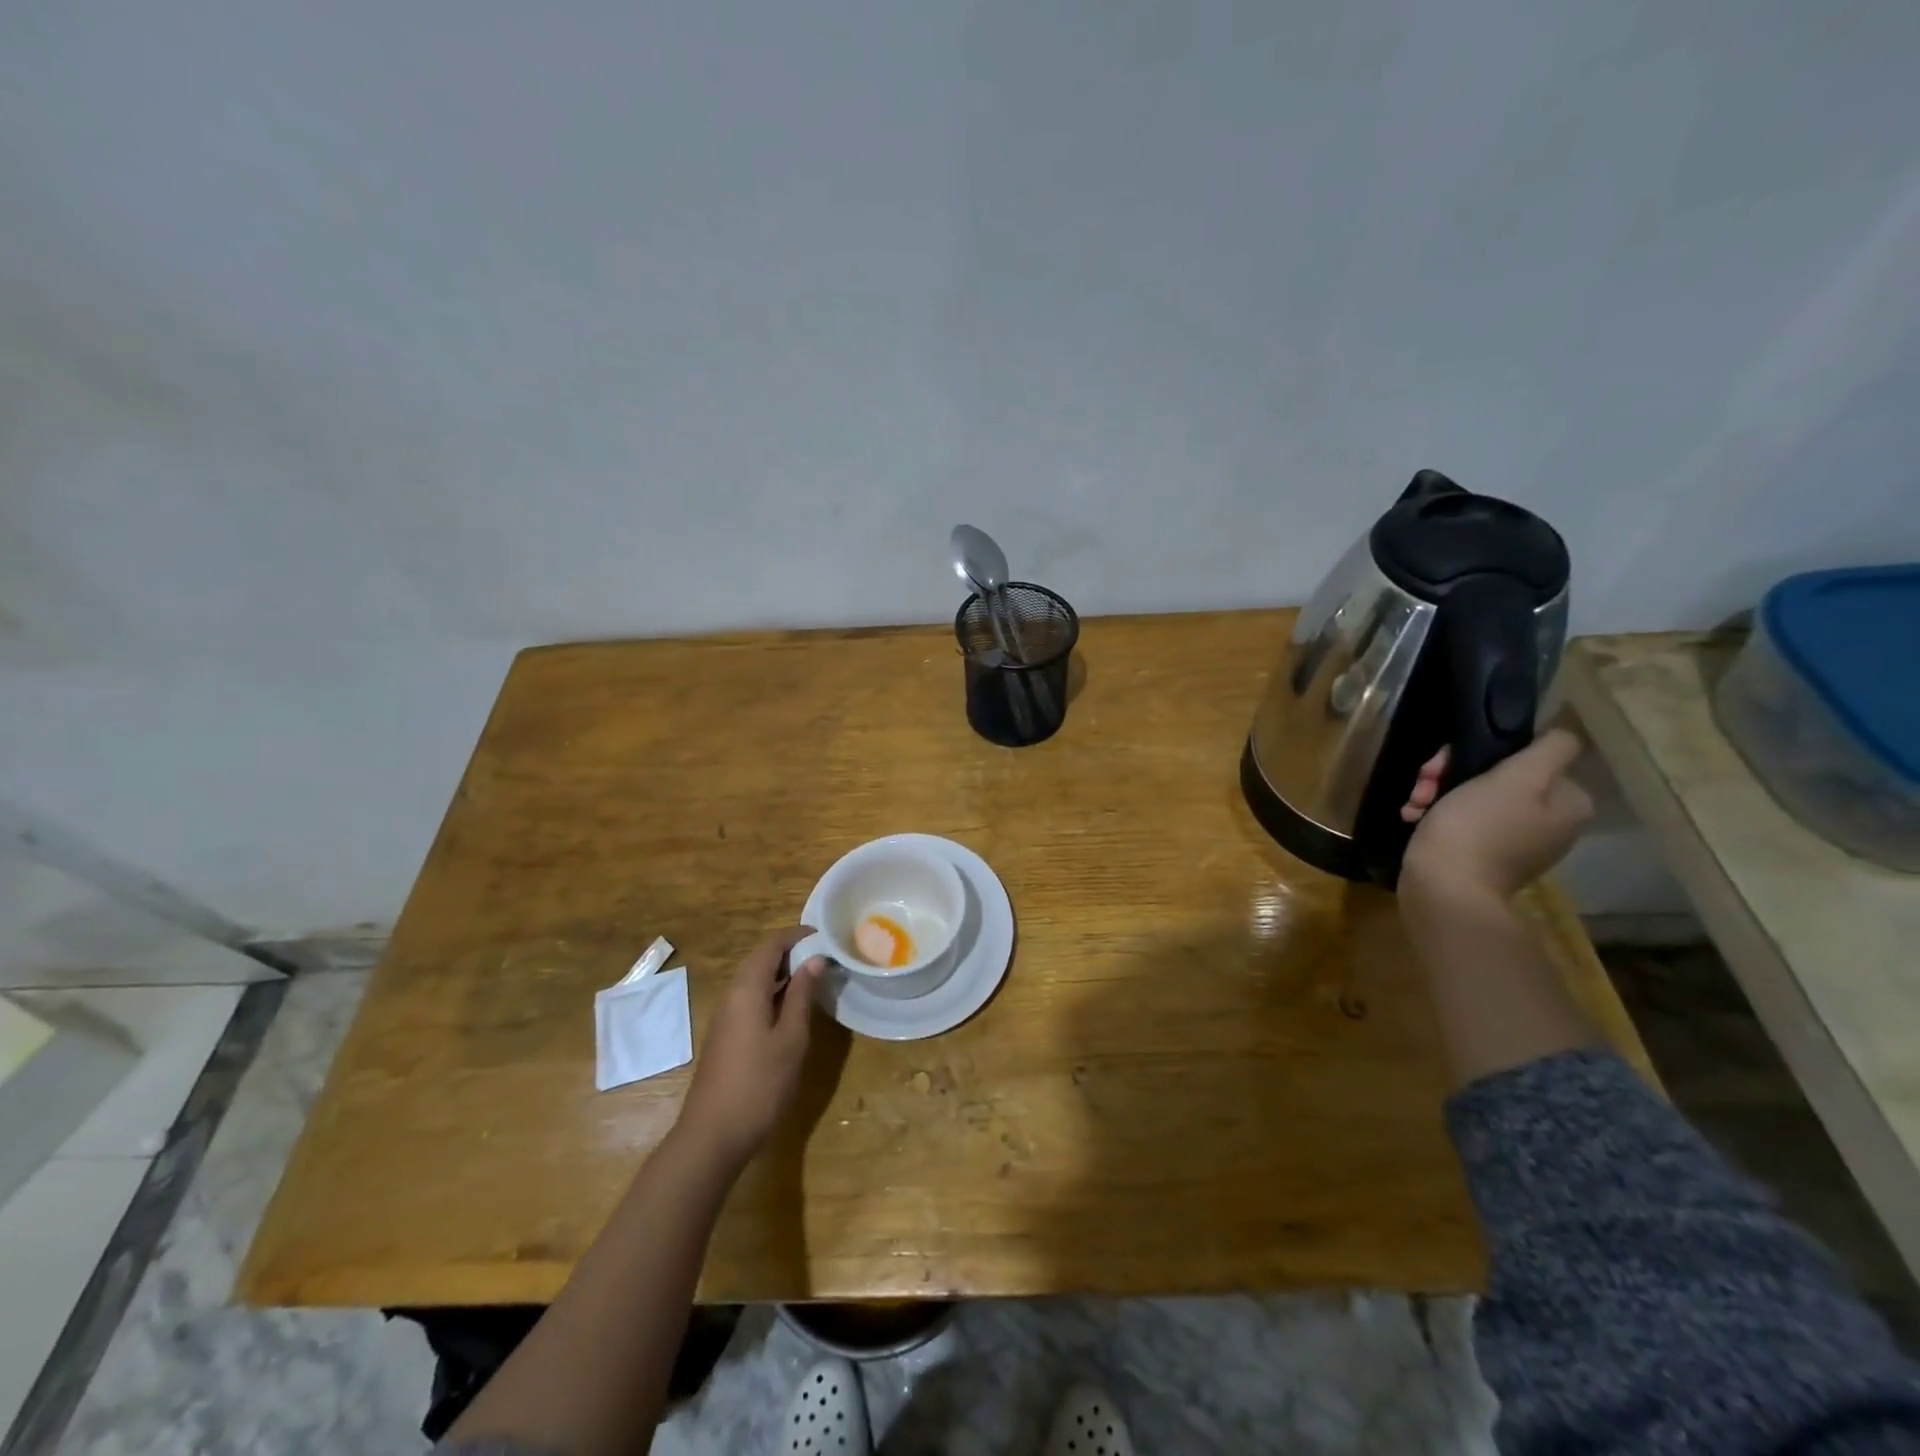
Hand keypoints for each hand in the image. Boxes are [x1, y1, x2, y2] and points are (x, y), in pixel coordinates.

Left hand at [676, 929, 824, 1167]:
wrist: (712, 1136)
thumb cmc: (760, 1084)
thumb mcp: (791, 1038)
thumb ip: (802, 995)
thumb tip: (814, 959)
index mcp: (746, 989)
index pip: (771, 945)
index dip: (797, 936)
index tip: (825, 935)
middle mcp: (731, 996)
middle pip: (760, 959)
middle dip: (791, 952)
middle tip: (824, 956)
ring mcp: (725, 1018)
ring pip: (754, 980)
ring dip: (782, 973)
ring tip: (814, 977)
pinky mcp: (726, 1037)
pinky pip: (750, 999)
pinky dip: (772, 992)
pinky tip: (791, 1008)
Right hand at [1399, 728, 1594, 905]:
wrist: (1444, 889)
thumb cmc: (1477, 828)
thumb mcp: (1516, 778)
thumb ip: (1549, 750)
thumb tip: (1561, 736)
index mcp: (1567, 803)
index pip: (1526, 757)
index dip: (1483, 753)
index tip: (1447, 763)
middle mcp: (1549, 823)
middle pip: (1497, 778)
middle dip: (1450, 775)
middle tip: (1424, 784)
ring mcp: (1515, 843)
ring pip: (1472, 798)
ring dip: (1437, 794)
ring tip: (1414, 805)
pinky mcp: (1483, 858)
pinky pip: (1462, 824)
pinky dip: (1436, 817)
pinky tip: (1413, 819)